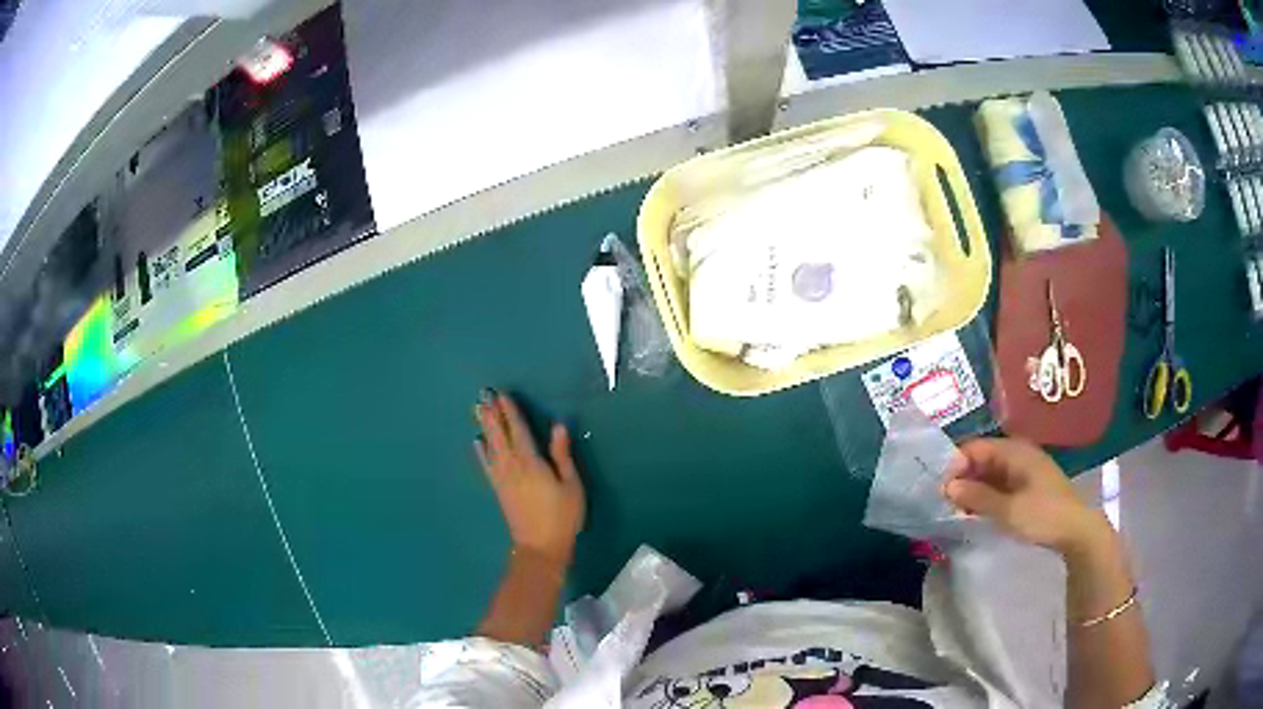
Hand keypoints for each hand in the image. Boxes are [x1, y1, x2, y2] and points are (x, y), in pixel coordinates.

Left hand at [474, 391, 585, 564]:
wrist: (540, 547)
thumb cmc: (562, 516)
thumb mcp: (572, 485)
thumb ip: (562, 456)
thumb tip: (557, 427)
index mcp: (531, 462)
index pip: (519, 431)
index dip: (511, 412)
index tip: (503, 395)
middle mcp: (512, 466)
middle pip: (500, 434)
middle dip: (493, 414)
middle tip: (484, 394)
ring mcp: (502, 478)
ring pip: (491, 446)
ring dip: (485, 426)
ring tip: (477, 409)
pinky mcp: (499, 489)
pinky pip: (487, 465)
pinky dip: (481, 451)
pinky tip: (477, 442)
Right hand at [943, 437, 1110, 554]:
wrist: (1076, 530)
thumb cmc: (1043, 515)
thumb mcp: (1008, 510)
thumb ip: (978, 497)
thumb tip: (947, 487)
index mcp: (1014, 451)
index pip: (975, 448)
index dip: (955, 465)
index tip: (940, 490)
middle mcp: (1018, 454)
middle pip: (981, 459)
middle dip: (962, 478)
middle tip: (944, 503)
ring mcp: (1023, 470)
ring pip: (989, 473)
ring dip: (973, 489)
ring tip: (956, 510)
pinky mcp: (1026, 486)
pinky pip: (999, 484)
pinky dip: (985, 495)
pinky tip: (976, 512)